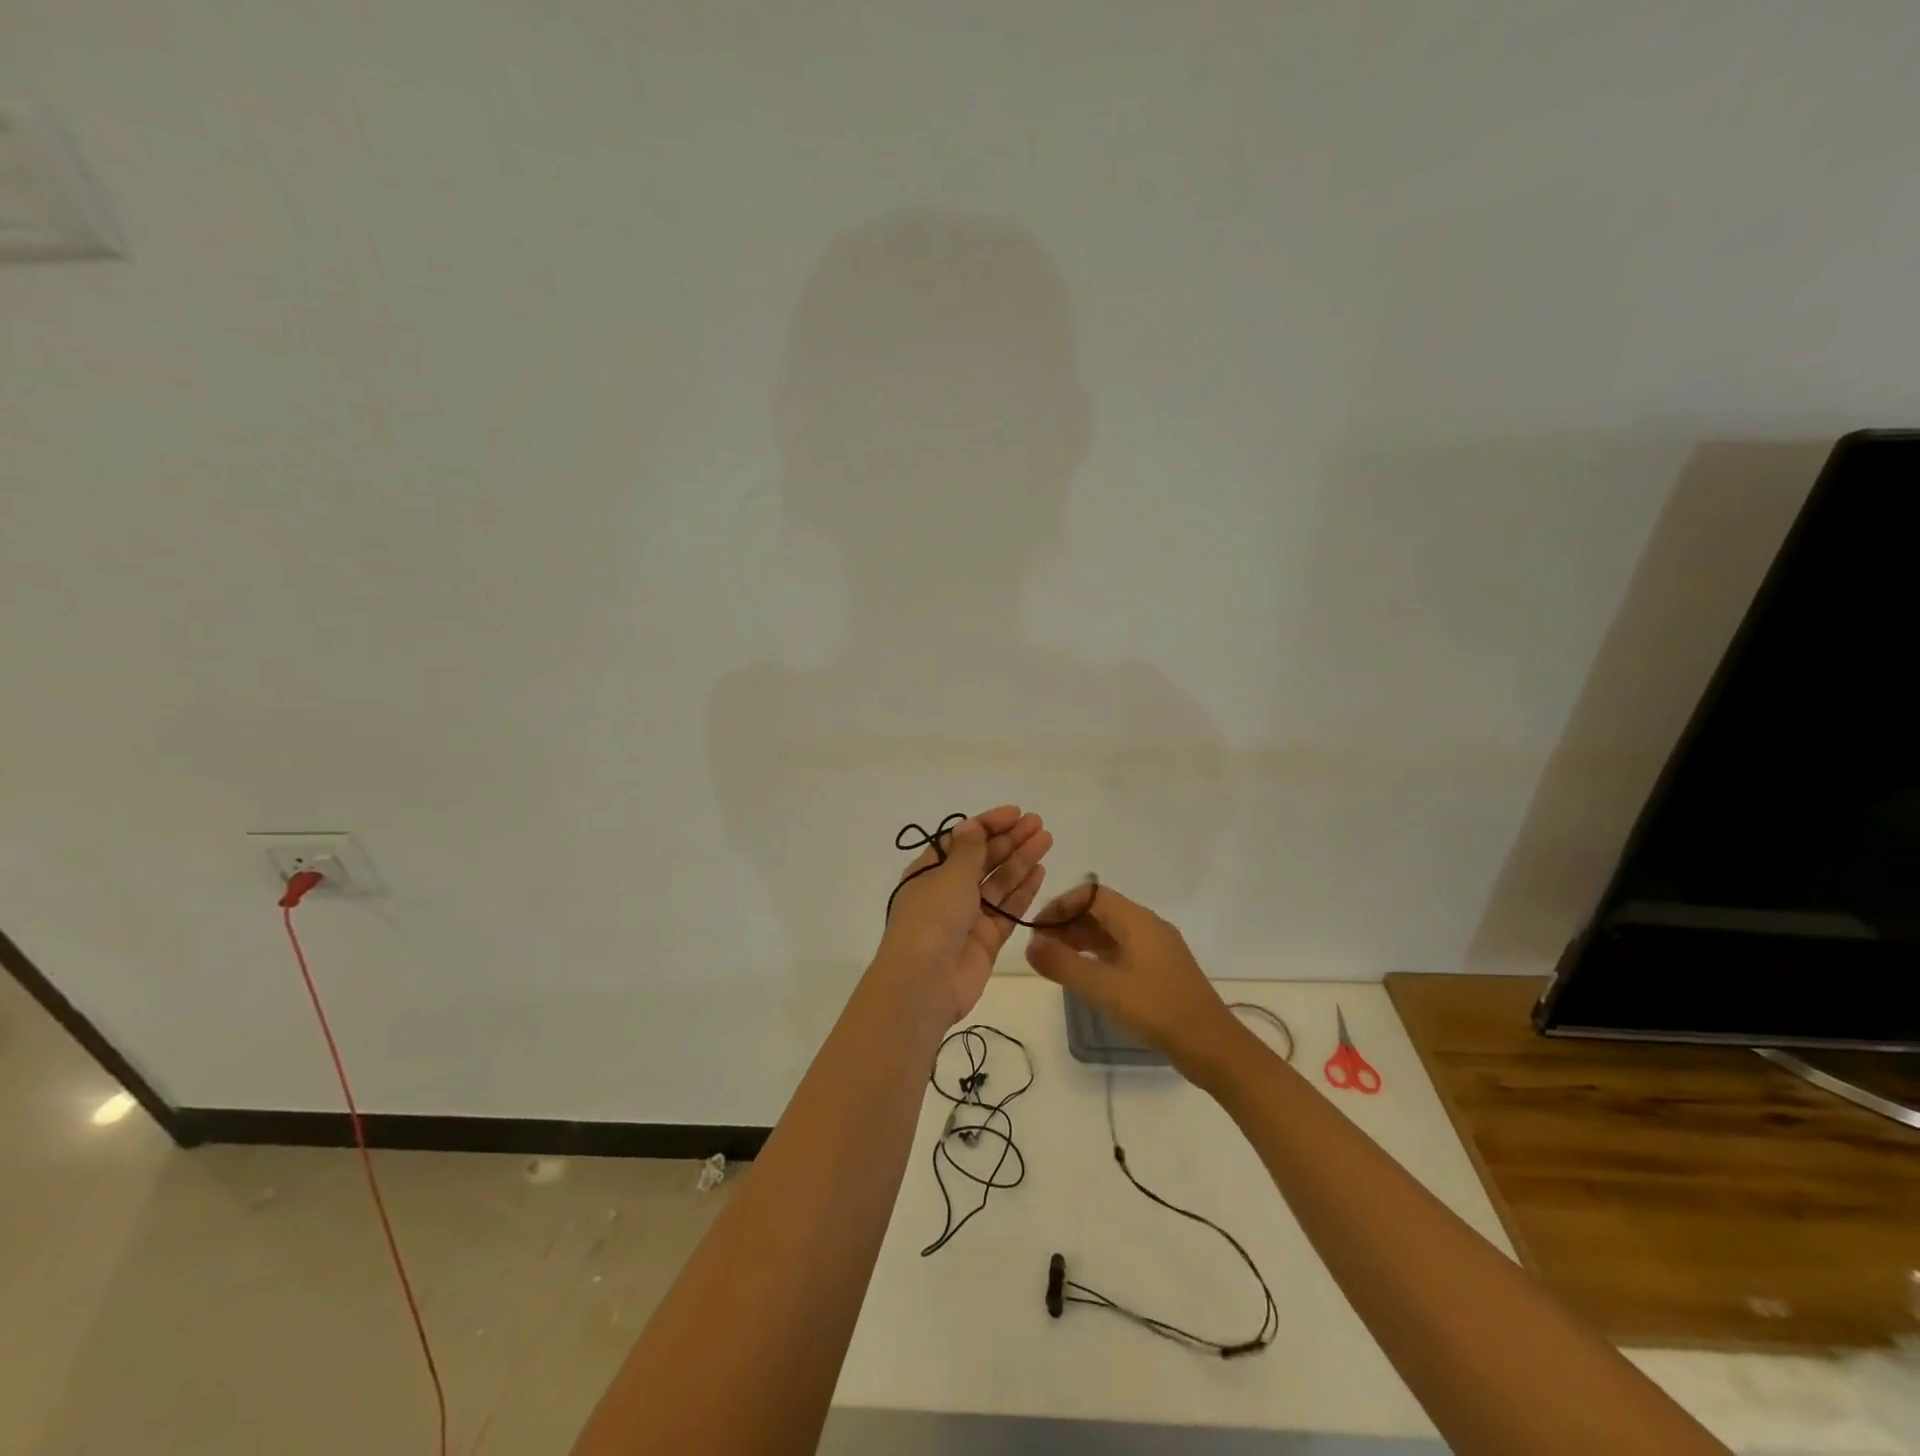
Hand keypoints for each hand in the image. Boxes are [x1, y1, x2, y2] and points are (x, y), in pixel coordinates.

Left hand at [879, 806, 1051, 1027]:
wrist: (923, 983)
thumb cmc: (931, 919)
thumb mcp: (949, 876)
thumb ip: (969, 851)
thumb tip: (972, 825)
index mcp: (929, 872)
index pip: (962, 840)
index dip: (988, 825)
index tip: (1016, 813)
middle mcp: (947, 891)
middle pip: (983, 859)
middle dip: (1009, 840)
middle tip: (1039, 824)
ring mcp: (968, 917)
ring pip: (998, 882)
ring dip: (1021, 860)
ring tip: (1046, 840)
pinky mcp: (986, 940)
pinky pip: (1007, 909)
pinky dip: (1023, 891)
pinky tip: (1040, 871)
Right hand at [1023, 883, 1238, 1076]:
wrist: (1213, 1048)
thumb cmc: (1157, 1010)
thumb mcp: (1104, 988)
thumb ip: (1063, 964)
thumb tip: (1030, 945)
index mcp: (1138, 921)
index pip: (1091, 895)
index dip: (1061, 905)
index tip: (1037, 928)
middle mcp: (1148, 927)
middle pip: (1101, 912)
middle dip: (1068, 924)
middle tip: (1040, 949)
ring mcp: (1157, 950)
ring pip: (1111, 933)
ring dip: (1081, 941)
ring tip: (1055, 963)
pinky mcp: (1161, 972)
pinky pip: (1122, 952)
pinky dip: (1098, 957)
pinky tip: (1085, 977)